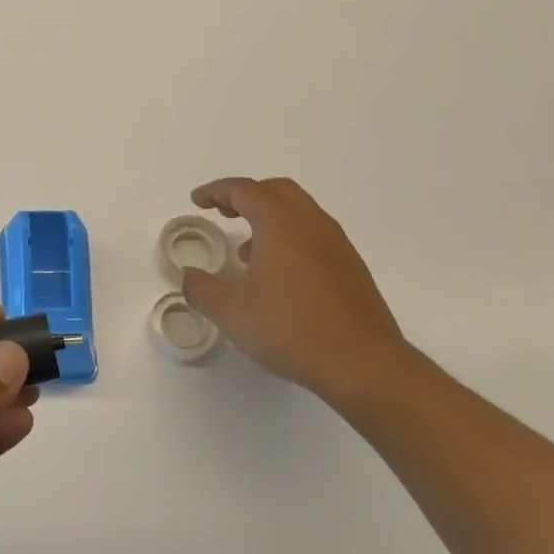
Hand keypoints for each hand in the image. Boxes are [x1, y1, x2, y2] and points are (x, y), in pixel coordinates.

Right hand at [182, 176, 408, 403]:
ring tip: (247, 250)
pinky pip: (314, 235)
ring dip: (270, 217)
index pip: (244, 189)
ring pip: (299, 211)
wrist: (364, 364)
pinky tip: (279, 275)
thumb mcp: (231, 312)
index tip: (198, 201)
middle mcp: (311, 223)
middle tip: (223, 212)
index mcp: (280, 222)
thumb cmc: (291, 328)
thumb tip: (189, 277)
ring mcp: (337, 244)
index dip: (216, 190)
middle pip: (276, 190)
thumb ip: (202, 289)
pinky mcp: (352, 268)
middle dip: (246, 195)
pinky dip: (290, 237)